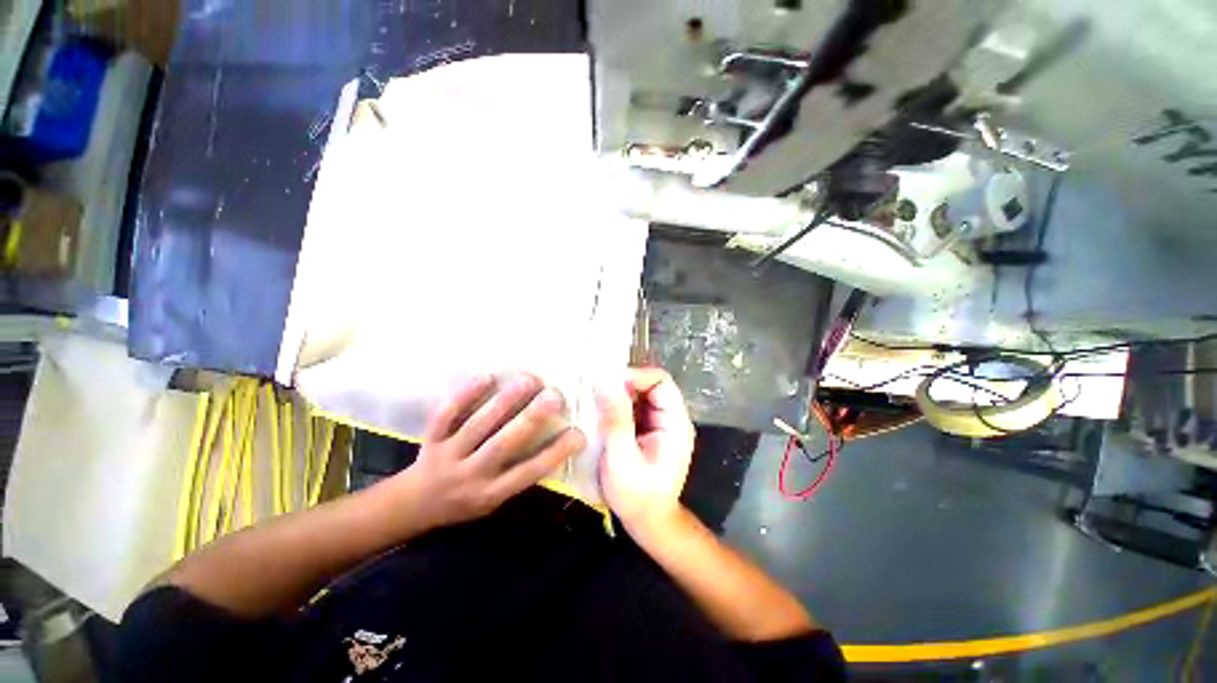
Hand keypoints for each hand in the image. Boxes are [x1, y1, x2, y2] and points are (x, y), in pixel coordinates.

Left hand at [390, 374, 585, 531]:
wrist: (414, 505)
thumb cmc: (466, 501)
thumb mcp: (495, 500)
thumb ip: (519, 475)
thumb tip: (554, 445)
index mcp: (491, 493)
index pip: (528, 473)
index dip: (555, 453)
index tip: (579, 433)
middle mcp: (470, 475)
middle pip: (502, 446)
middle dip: (530, 419)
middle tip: (554, 396)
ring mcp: (448, 455)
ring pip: (478, 426)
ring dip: (505, 401)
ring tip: (529, 380)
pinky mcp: (431, 439)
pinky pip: (446, 415)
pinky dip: (465, 395)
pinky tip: (486, 376)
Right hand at [597, 368, 695, 537]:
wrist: (648, 522)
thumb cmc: (638, 496)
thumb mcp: (622, 458)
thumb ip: (616, 419)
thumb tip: (605, 382)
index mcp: (675, 422)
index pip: (660, 381)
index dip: (635, 376)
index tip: (607, 384)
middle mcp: (671, 418)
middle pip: (650, 385)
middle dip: (623, 385)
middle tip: (596, 391)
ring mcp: (660, 424)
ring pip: (640, 395)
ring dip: (619, 395)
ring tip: (595, 400)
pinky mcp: (649, 430)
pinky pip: (634, 407)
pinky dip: (618, 406)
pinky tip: (601, 412)